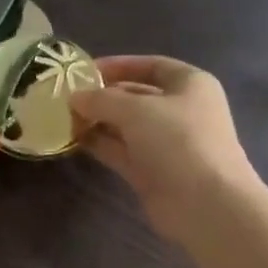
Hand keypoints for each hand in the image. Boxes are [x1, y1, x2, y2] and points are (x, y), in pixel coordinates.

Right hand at [68, 55, 261, 238]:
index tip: (84, 70)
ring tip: (63, 118)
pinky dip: (99, 144)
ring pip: (124, 125)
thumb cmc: (177, 141)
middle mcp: (178, 110)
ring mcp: (164, 143)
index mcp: (189, 85)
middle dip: (102, 96)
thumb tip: (74, 97)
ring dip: (96, 121)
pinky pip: (120, 150)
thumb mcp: (136, 110)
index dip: (118, 65)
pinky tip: (73, 140)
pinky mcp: (150, 170)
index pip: (151, 66)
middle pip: (135, 96)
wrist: (204, 202)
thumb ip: (101, 99)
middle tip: (66, 97)